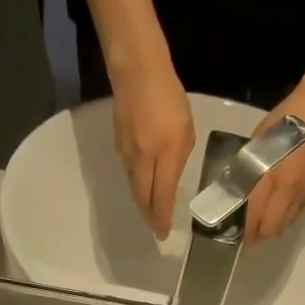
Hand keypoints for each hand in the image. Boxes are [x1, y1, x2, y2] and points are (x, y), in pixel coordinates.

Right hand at [111, 57, 194, 239]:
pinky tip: (142, 186)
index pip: (160, 198)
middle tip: (154, 229)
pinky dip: (136, 185)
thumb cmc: (168, 97)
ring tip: (149, 212)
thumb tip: (169, 179)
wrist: (136, 70)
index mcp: (162, 157)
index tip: (162, 234)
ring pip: (134, 186)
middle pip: (142, 198)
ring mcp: (126, 153)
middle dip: (148, 216)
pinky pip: (129, 172)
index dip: (160, 218)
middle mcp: (141, 161)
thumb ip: (178, 159)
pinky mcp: (119, 144)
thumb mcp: (185, 131)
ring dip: (142, 202)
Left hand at [242, 79, 304, 245]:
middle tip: (247, 233)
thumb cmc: (283, 123)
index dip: (245, 231)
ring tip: (261, 225)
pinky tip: (279, 212)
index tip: (234, 234)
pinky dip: (285, 218)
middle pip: (272, 229)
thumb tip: (236, 187)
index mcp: (270, 181)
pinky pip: (296, 214)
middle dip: (258, 236)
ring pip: (285, 224)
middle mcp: (287, 194)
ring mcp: (302, 195)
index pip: (255, 219)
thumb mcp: (256, 145)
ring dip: (272, 228)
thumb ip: (247, 170)